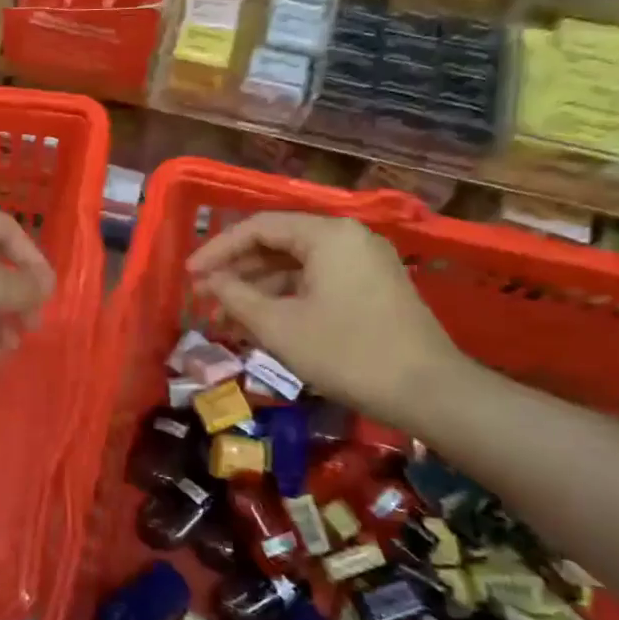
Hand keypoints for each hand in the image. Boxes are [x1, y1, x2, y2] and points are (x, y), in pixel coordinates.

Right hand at [186, 212, 460, 421]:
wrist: (429, 392)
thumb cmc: (346, 352)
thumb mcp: (279, 326)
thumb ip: (236, 297)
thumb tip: (209, 282)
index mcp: (327, 234)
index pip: (257, 227)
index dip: (217, 249)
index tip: (189, 275)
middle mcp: (348, 237)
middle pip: (279, 241)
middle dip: (238, 268)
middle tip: (205, 294)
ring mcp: (365, 261)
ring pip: (298, 263)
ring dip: (260, 285)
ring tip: (227, 312)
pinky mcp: (374, 287)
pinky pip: (318, 279)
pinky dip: (288, 295)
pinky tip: (264, 320)